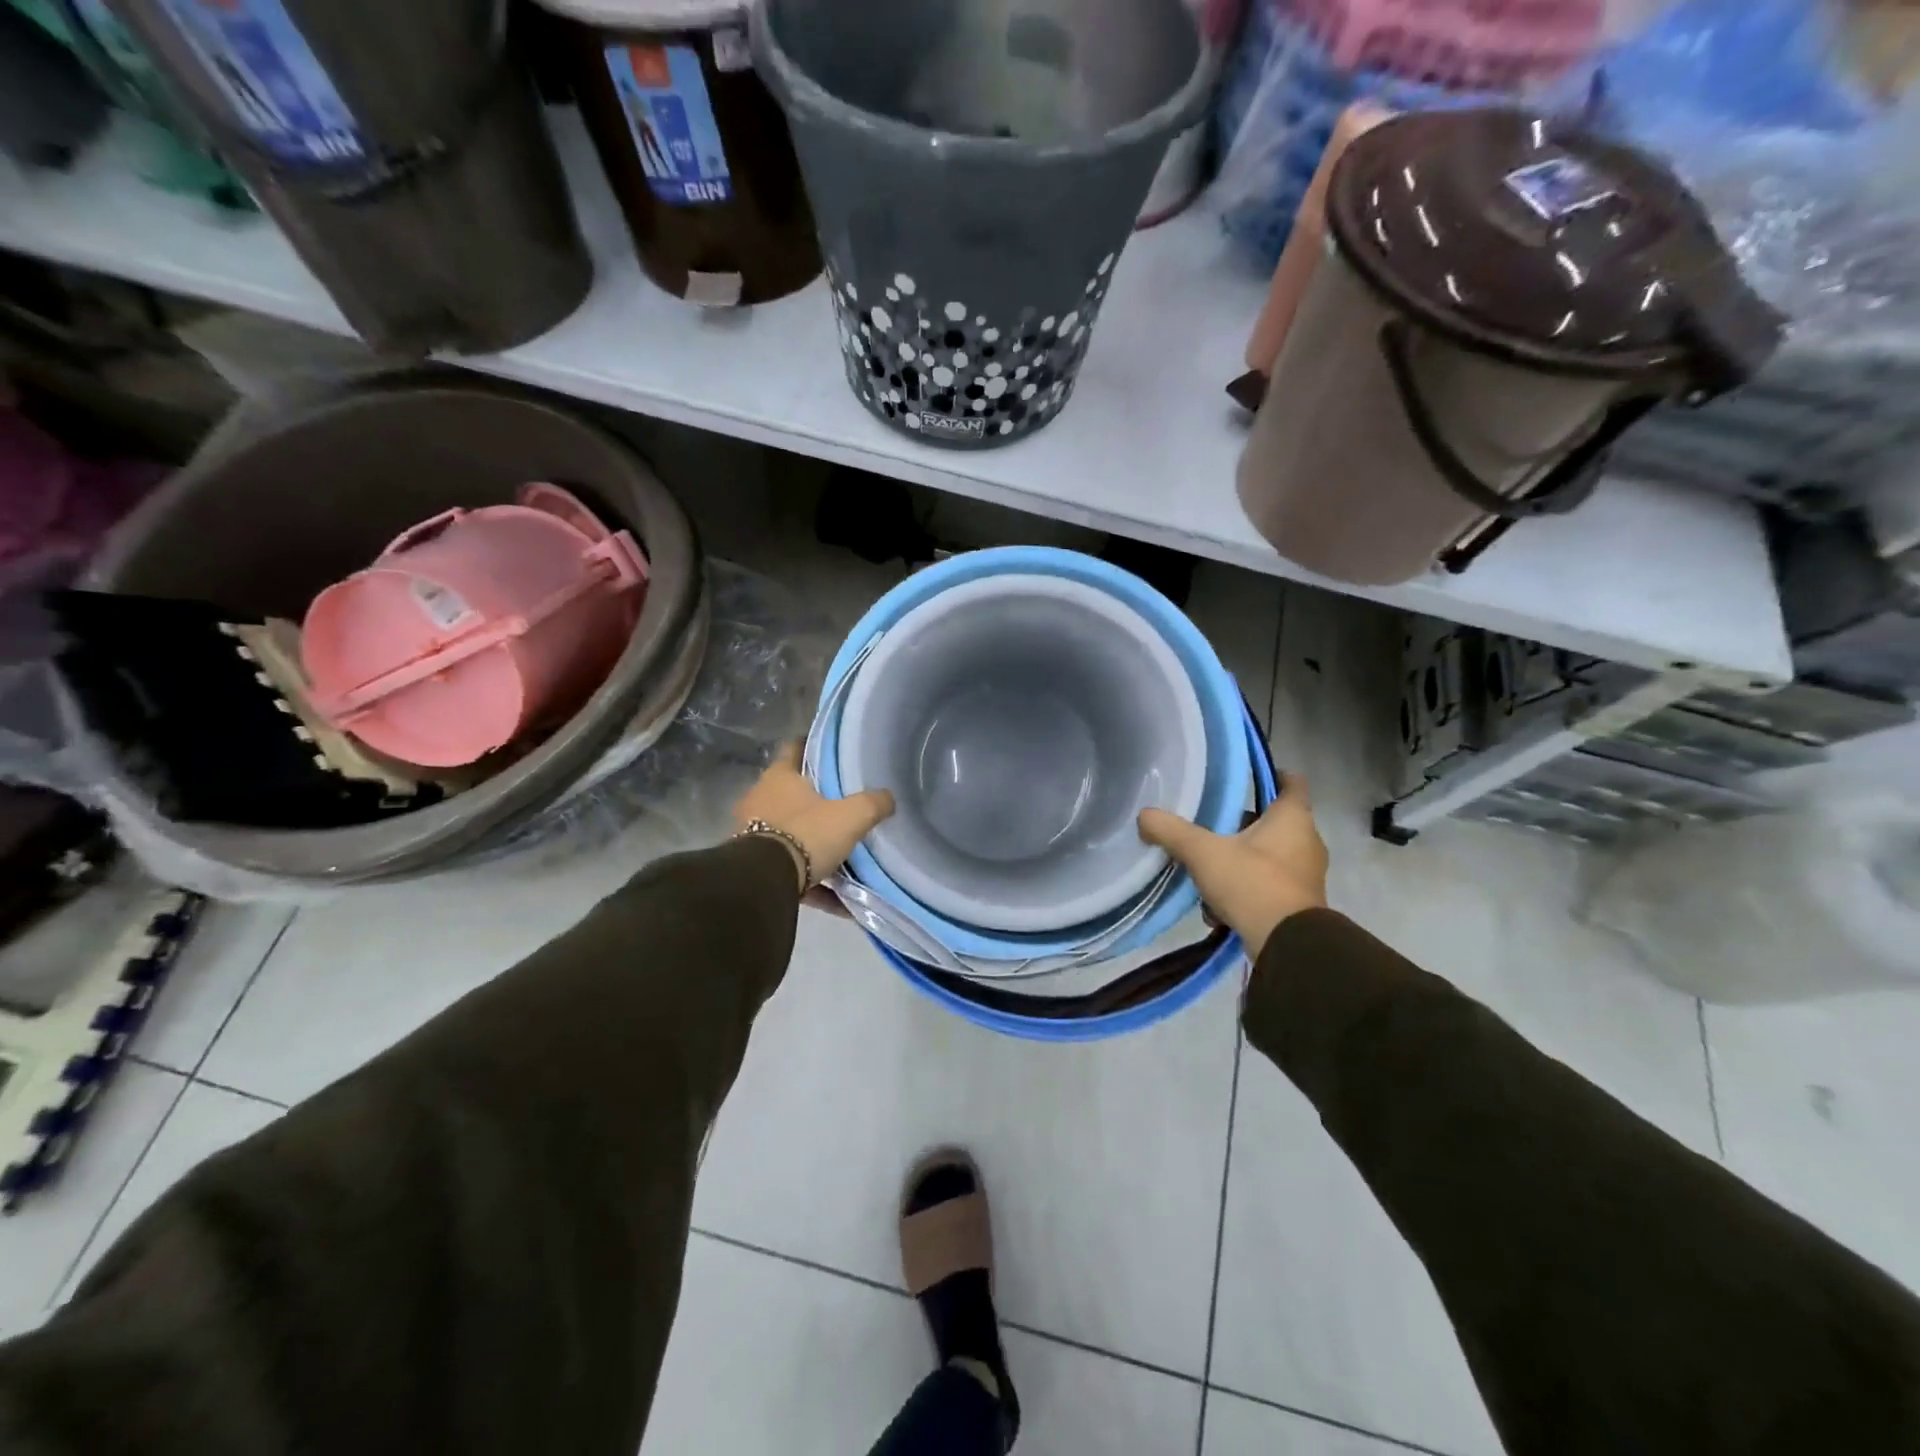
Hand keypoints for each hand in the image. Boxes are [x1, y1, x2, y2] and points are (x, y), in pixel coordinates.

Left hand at [734, 743, 894, 890]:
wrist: (765, 883)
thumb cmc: (807, 835)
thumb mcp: (851, 816)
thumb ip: (873, 803)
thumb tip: (888, 798)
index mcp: (780, 777)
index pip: (794, 748)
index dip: (812, 747)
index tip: (832, 754)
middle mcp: (761, 798)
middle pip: (791, 792)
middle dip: (815, 800)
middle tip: (845, 805)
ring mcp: (752, 832)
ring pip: (789, 832)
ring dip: (812, 842)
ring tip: (844, 853)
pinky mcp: (754, 865)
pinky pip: (790, 869)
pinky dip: (813, 882)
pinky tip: (839, 899)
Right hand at [1138, 774, 1328, 953]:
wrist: (1287, 946)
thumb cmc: (1252, 882)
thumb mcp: (1202, 852)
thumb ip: (1171, 831)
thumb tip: (1144, 815)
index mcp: (1293, 818)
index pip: (1290, 781)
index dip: (1269, 774)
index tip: (1242, 778)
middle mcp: (1307, 841)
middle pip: (1273, 822)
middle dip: (1241, 825)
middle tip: (1209, 827)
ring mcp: (1306, 875)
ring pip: (1267, 857)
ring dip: (1238, 862)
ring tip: (1207, 874)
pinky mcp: (1299, 905)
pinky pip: (1267, 886)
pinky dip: (1244, 892)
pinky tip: (1217, 909)